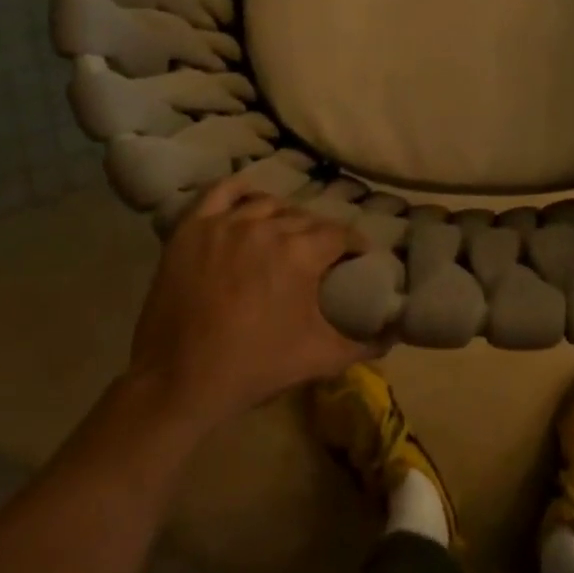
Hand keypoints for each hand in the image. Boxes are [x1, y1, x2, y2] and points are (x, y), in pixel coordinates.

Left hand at [127, 177, 377, 433]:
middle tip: (322, 254)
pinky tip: (250, 202)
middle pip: (306, 218)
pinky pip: (222, 192)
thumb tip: (395, 335)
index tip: (358, 256)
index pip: (340, 234)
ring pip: (269, 203)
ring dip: (284, 217)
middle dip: (320, 234)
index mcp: (300, 253)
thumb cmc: (253, 368)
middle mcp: (267, 227)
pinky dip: (241, 191)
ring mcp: (226, 223)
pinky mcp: (193, 228)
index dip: (354, 244)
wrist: (178, 381)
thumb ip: (363, 344)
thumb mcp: (317, 358)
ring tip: (286, 234)